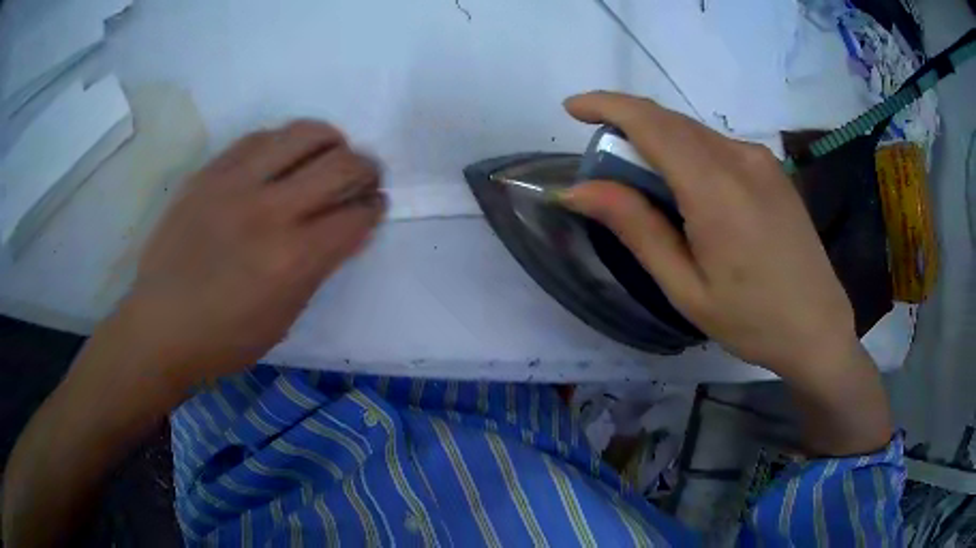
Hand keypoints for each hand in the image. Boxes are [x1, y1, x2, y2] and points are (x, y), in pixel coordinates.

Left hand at [123, 120, 384, 387]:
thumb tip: (346, 229)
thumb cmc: (225, 339)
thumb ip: (319, 267)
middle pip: (341, 164)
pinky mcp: (210, 172)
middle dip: (366, 169)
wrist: (160, 325)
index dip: (374, 207)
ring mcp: (235, 184)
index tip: (374, 206)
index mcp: (292, 260)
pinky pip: (259, 137)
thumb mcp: (284, 318)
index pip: (356, 215)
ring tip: (327, 155)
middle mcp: (269, 211)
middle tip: (363, 177)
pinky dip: (284, 142)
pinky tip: (282, 157)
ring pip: (304, 133)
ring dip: (330, 142)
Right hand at [559, 92, 861, 379]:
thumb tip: (578, 190)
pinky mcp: (772, 169)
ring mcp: (761, 160)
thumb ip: (636, 229)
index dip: (607, 105)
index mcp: (716, 188)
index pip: (651, 123)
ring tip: (646, 186)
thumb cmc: (751, 320)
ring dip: (659, 143)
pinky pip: (718, 146)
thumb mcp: (685, 287)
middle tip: (605, 167)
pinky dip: (688, 154)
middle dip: (628, 128)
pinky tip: (688, 192)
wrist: (818, 328)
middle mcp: (740, 158)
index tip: (573, 108)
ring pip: (694, 132)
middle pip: (670, 122)